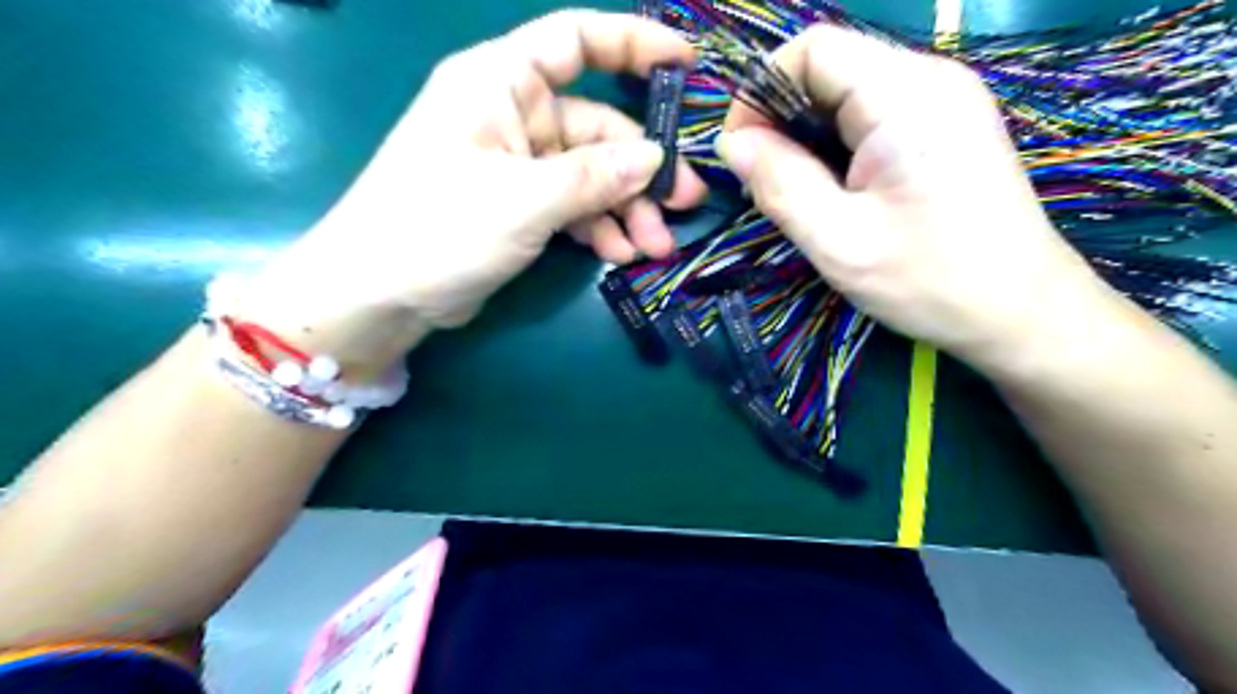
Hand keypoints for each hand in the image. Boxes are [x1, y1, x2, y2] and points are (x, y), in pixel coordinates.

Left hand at [242, 8, 705, 367]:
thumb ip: (593, 177)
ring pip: (591, 175)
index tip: (686, 65)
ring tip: (656, 246)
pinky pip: (573, 207)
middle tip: (685, 205)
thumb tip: (655, 159)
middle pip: (597, 128)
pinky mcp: (519, 206)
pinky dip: (598, 228)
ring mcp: (517, 165)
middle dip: (642, 170)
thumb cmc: (437, 229)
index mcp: (500, 83)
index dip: (635, 44)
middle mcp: (512, 115)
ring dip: (626, 209)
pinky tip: (619, 254)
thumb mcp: (523, 200)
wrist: (379, 295)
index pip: (576, 41)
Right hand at [711, 27, 1117, 375]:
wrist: (1020, 312)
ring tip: (797, 193)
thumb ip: (779, 184)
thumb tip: (732, 144)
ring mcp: (941, 102)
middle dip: (781, 119)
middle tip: (764, 183)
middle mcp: (928, 80)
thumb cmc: (930, 280)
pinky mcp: (943, 128)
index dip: (762, 90)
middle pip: (829, 68)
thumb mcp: (838, 241)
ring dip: (806, 137)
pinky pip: (870, 116)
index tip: (741, 150)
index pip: (812, 48)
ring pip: (846, 95)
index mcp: (905, 95)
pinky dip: (835, 146)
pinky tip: (833, 191)